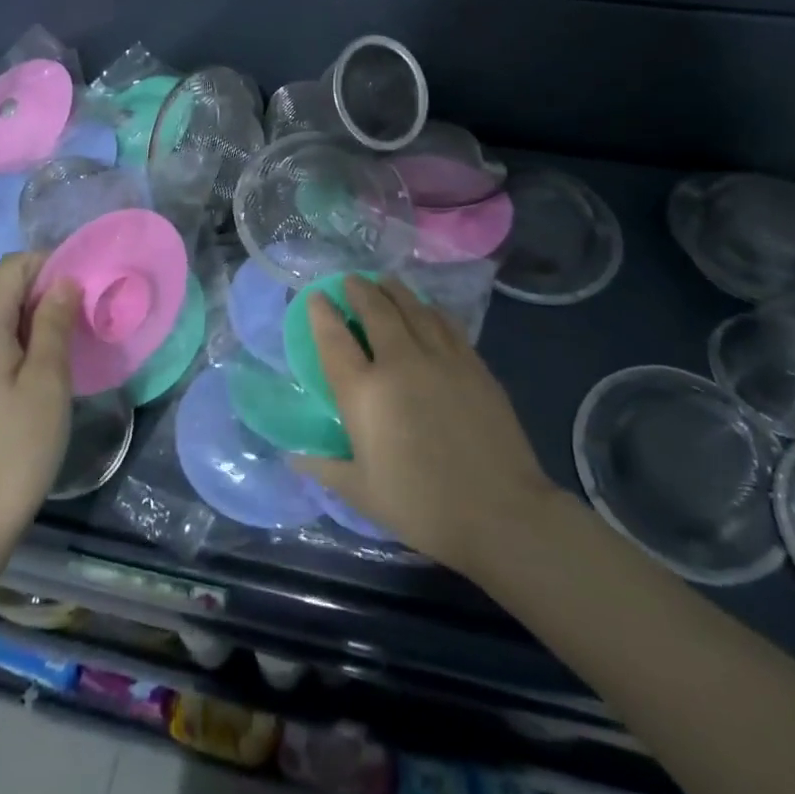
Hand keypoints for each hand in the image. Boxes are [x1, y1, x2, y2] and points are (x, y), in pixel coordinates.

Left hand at [0, 253, 79, 565]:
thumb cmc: (15, 450)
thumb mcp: (48, 382)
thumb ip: (55, 323)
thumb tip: (63, 281)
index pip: (12, 268)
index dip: (50, 266)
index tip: (85, 288)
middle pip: (0, 292)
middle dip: (42, 295)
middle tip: (82, 321)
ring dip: (30, 322)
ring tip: (64, 349)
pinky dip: (11, 344)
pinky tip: (35, 374)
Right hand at [291, 277, 558, 579]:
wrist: (501, 513)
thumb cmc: (422, 507)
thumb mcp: (362, 493)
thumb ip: (325, 467)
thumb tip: (294, 458)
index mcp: (365, 394)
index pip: (334, 339)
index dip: (322, 313)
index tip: (316, 297)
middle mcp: (400, 363)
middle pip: (375, 310)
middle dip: (359, 289)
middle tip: (351, 280)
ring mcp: (441, 358)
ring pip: (413, 308)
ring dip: (393, 290)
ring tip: (384, 282)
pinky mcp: (473, 363)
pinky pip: (445, 323)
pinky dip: (429, 309)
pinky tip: (427, 308)